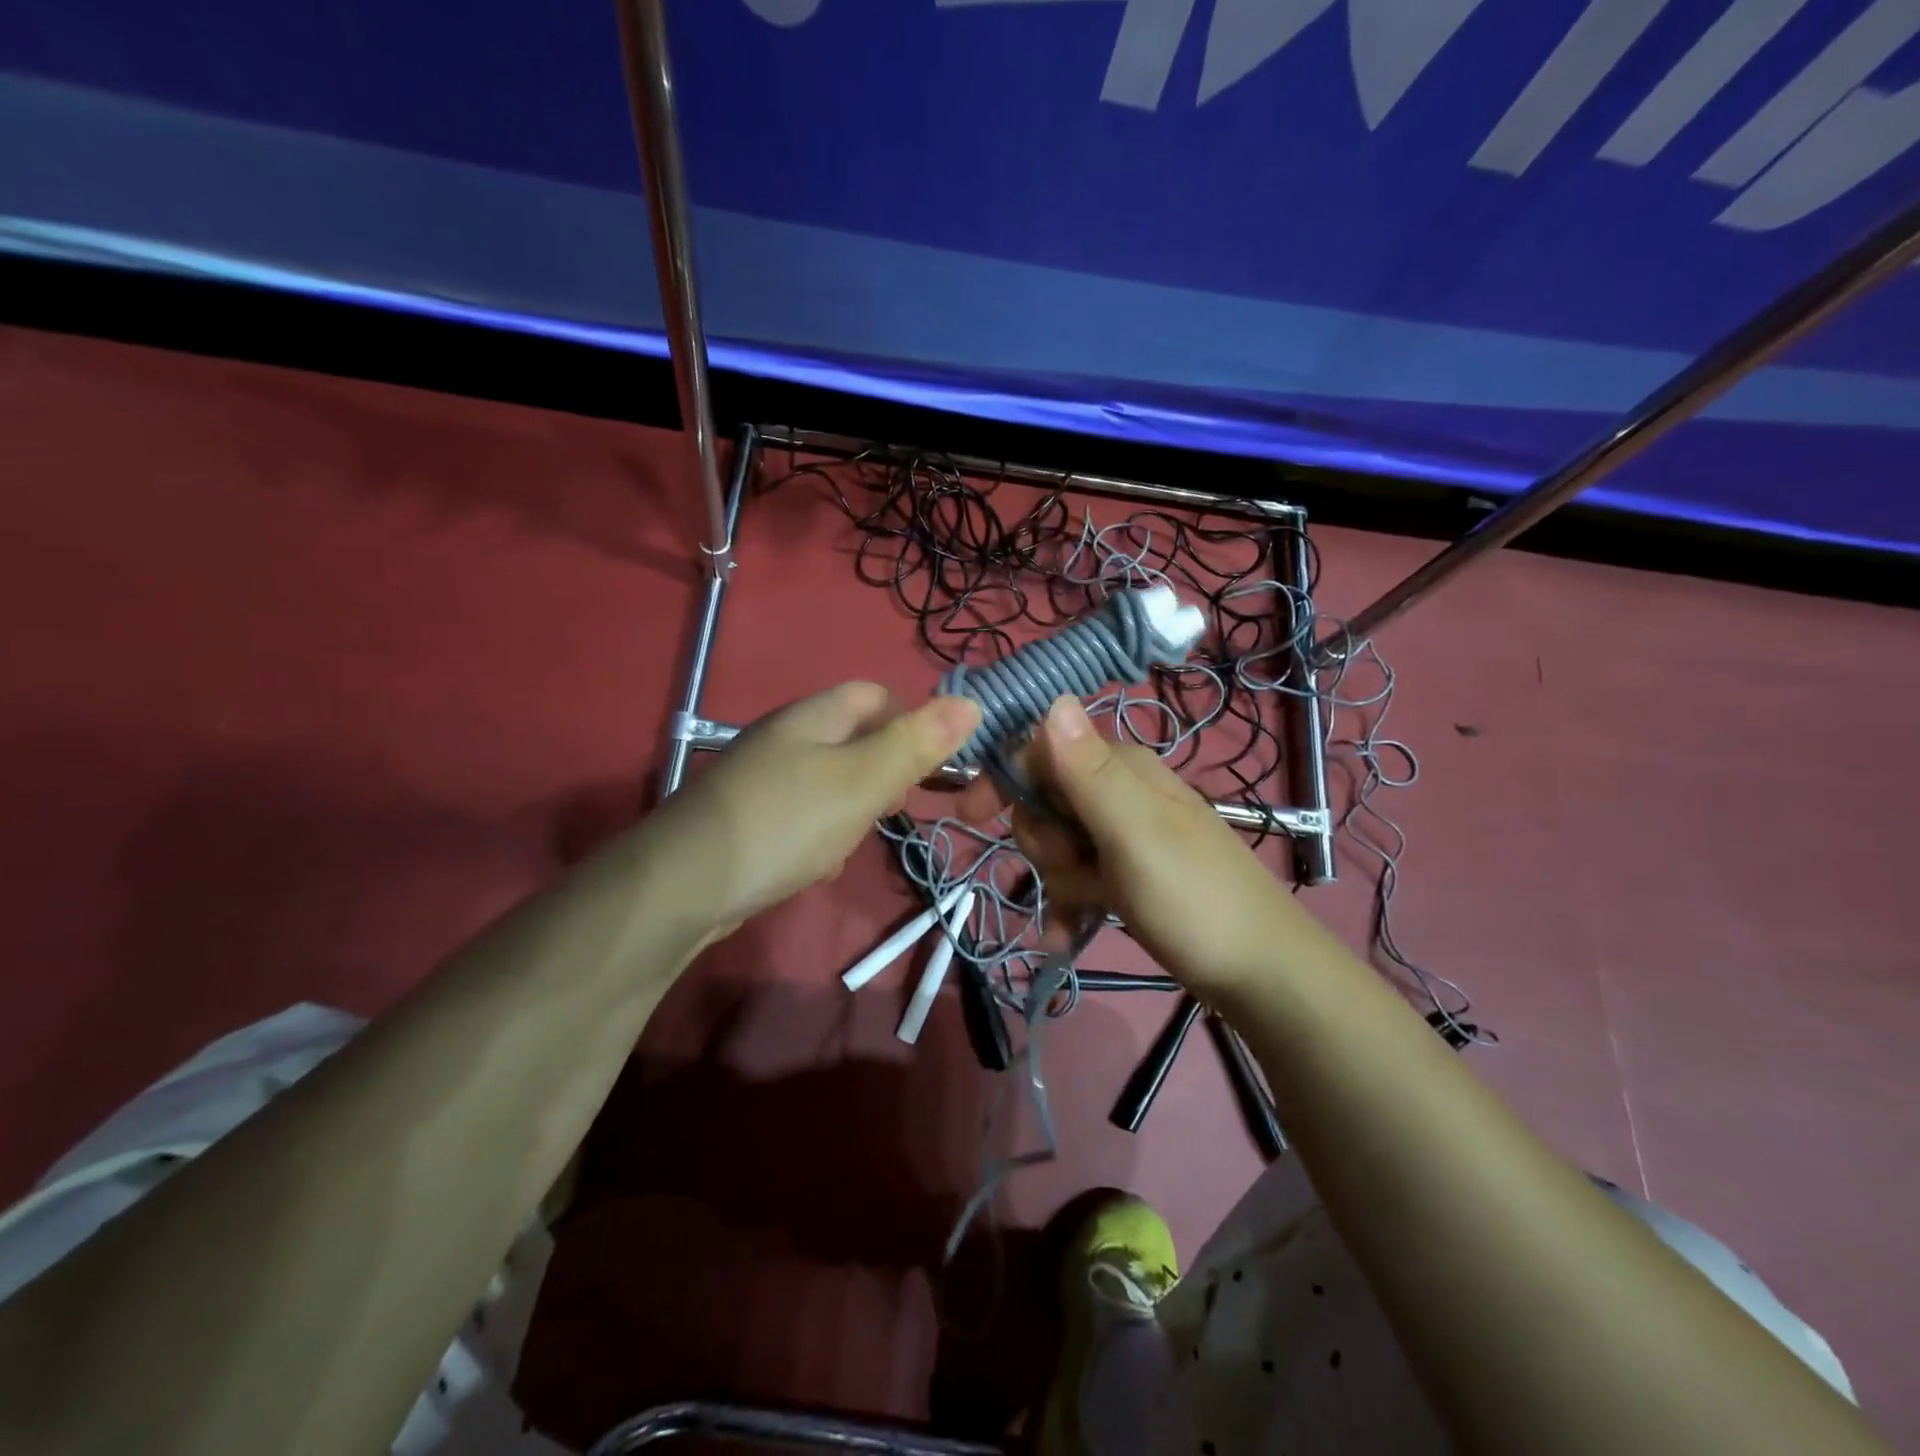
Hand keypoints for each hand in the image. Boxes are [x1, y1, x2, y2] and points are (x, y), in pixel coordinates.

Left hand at [644, 682, 980, 941]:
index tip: (930, 762)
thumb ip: (917, 744)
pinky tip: (819, 865)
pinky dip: (822, 835)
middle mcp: (785, 738)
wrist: (686, 886)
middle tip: (892, 806)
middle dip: (883, 771)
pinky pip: (804, 816)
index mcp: (813, 717)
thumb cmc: (787, 822)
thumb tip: (971, 703)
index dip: (910, 719)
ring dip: (854, 809)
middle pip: (853, 739)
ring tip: (854, 840)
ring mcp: (763, 779)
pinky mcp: (750, 819)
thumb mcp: (863, 780)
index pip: (874, 695)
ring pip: (831, 782)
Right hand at [963, 694, 1309, 997]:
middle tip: (1074, 868)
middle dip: (1042, 841)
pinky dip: (1069, 905)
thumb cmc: (1193, 898)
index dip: (1004, 778)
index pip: (1041, 749)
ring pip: (1057, 844)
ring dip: (1057, 879)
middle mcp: (1121, 793)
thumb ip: (1088, 770)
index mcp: (1122, 768)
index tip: (971, 814)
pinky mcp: (1128, 876)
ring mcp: (1125, 836)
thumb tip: (1053, 697)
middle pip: (1044, 802)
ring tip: (1090, 906)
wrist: (1260, 974)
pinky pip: (1078, 879)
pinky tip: (1068, 937)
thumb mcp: (1134, 832)